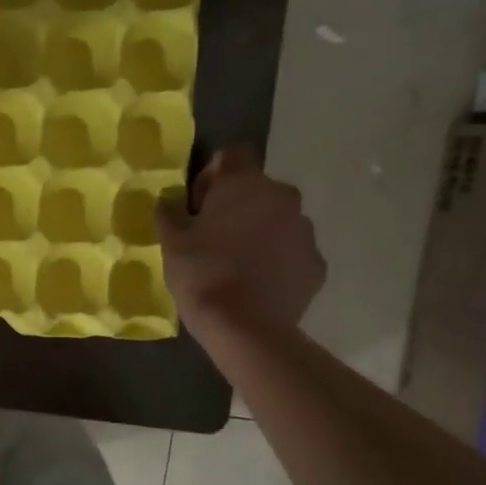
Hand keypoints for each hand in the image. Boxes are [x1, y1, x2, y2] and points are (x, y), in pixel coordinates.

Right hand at [156, 146, 324, 341]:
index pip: (232, 156)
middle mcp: (283, 198)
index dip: (213, 176)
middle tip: (213, 237)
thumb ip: (170, 212)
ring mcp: (306, 231)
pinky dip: (277, 261)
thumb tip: (169, 201)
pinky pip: (292, 252)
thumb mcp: (171, 241)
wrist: (245, 328)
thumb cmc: (202, 273)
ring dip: (259, 233)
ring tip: (237, 265)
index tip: (198, 204)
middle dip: (238, 206)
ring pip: (278, 221)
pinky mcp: (316, 265)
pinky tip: (257, 284)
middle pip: (257, 190)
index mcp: (246, 183)